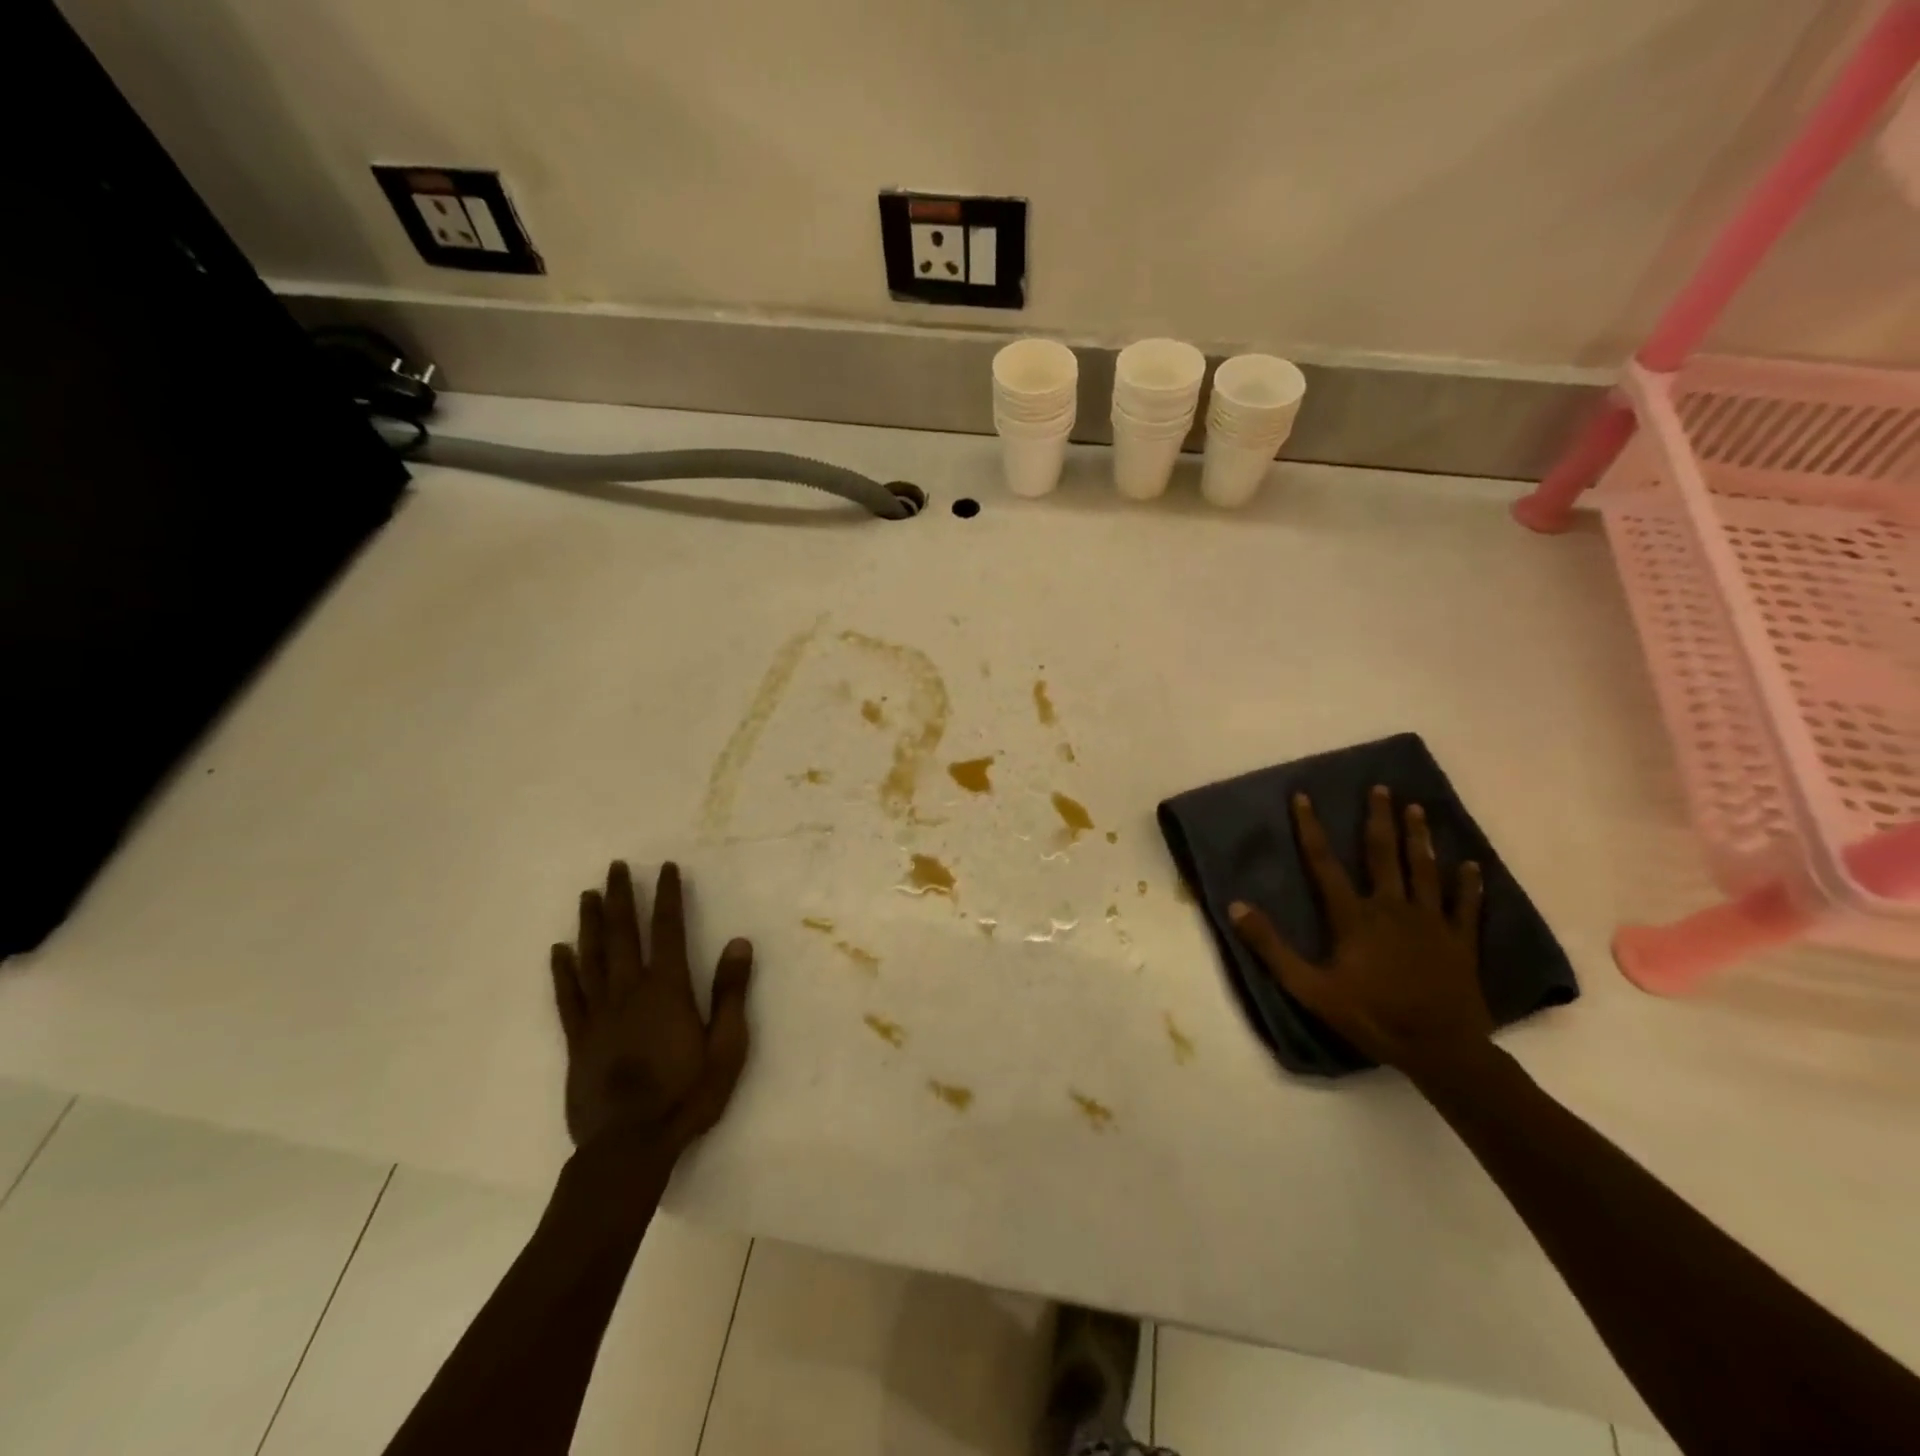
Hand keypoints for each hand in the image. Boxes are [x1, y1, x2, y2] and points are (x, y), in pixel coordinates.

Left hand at [549, 861, 752, 1152]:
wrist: (630, 1146)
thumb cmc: (687, 1095)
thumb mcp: (727, 1046)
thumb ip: (731, 992)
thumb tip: (739, 942)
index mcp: (667, 989)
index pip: (667, 929)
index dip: (667, 896)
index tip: (665, 868)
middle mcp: (630, 991)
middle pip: (622, 934)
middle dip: (620, 897)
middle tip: (616, 867)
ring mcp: (599, 1014)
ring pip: (591, 957)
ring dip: (589, 923)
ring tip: (588, 894)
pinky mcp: (578, 1039)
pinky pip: (568, 996)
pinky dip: (562, 971)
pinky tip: (558, 950)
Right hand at [1229, 787, 1488, 1077]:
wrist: (1440, 1050)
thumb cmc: (1370, 1016)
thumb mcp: (1309, 987)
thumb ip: (1271, 947)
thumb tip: (1236, 906)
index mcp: (1355, 916)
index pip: (1325, 863)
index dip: (1311, 828)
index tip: (1304, 797)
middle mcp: (1392, 908)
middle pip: (1383, 854)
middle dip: (1379, 819)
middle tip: (1381, 788)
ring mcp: (1431, 922)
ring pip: (1424, 870)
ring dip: (1419, 837)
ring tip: (1416, 809)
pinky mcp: (1460, 941)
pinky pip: (1466, 906)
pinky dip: (1468, 884)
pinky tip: (1471, 865)